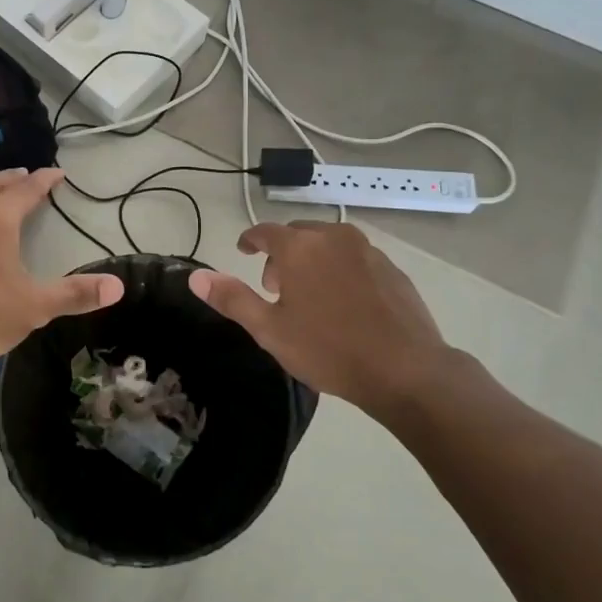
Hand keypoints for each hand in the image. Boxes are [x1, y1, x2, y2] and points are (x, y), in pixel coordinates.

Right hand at [188, 220, 476, 424]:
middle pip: (298, 235)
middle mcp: (332, 237)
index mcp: (299, 247)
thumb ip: (232, 299)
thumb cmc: (329, 350)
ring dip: (312, 259)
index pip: (265, 232)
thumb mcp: (270, 330)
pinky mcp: (391, 267)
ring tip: (310, 295)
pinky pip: (355, 257)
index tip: (244, 251)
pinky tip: (345, 301)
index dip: (250, 241)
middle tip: (275, 286)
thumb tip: (195, 277)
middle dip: (282, 254)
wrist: (405, 369)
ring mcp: (367, 250)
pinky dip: (340, 269)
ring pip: (328, 243)